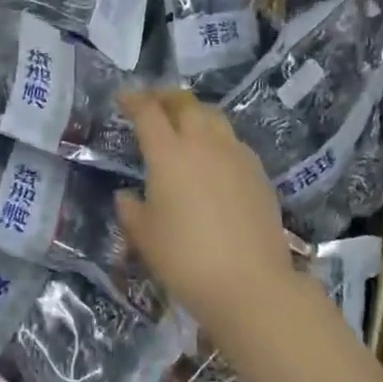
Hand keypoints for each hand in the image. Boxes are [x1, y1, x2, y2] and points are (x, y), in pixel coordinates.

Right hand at [114, 90, 293, 332]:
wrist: (251, 284)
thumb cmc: (186, 259)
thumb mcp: (144, 237)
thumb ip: (131, 210)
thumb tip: (126, 196)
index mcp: (169, 154)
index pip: (148, 113)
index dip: (133, 100)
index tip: (123, 97)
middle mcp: (203, 144)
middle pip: (185, 104)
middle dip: (166, 98)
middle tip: (153, 103)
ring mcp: (236, 156)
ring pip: (214, 117)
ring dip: (194, 112)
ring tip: (184, 123)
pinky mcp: (258, 173)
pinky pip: (233, 141)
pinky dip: (217, 137)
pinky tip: (213, 157)